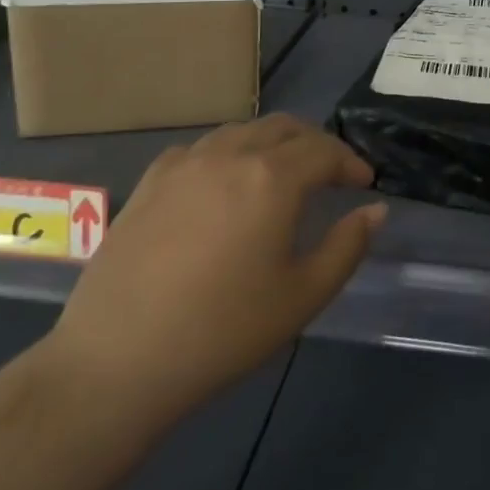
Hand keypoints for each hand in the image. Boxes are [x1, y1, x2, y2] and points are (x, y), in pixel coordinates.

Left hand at [39, 115, 383, 439]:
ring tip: (282, 175)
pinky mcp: (151, 181)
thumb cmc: (222, 332)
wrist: (115, 362)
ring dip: (273, 144)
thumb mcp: (302, 297)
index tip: (364, 183)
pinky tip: (225, 184)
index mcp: (272, 177)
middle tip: (331, 174)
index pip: (324, 150)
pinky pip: (203, 148)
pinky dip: (229, 154)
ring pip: (243, 131)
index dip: (350, 162)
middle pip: (285, 128)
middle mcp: (231, 155)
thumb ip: (347, 246)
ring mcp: (185, 163)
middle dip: (316, 144)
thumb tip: (375, 210)